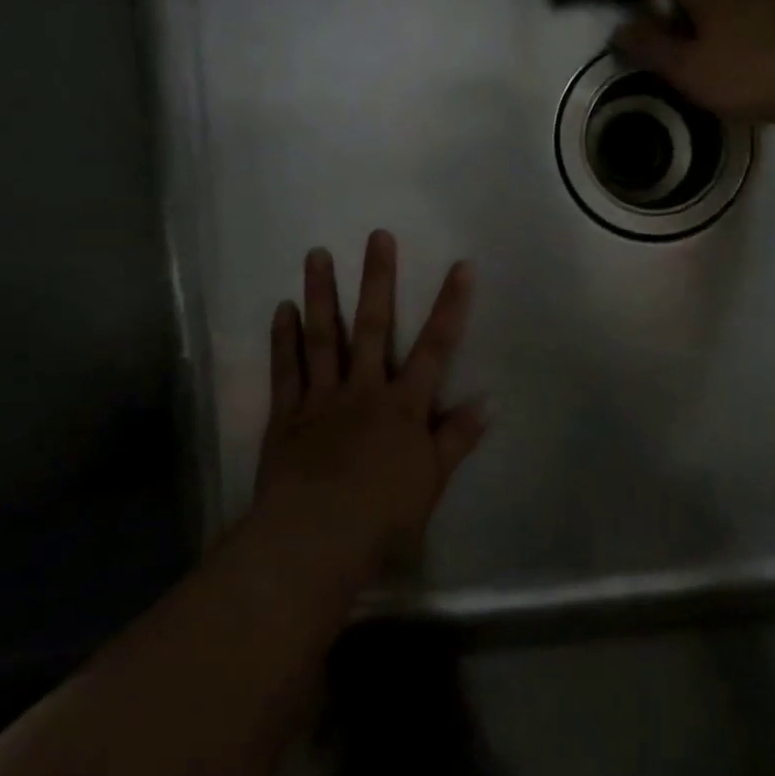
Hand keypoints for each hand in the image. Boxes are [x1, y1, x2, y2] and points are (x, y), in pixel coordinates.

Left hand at [254, 230, 485, 587]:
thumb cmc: (383, 516)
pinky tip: (282, 309)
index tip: (460, 265)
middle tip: (376, 235)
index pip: (435, 347)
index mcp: (404, 406)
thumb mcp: (433, 481)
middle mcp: (364, 390)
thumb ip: (458, 437)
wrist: (315, 540)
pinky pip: (285, 370)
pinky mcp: (287, 415)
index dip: (451, 304)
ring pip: (323, 337)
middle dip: (377, 279)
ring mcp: (322, 399)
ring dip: (321, 294)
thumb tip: (492, 400)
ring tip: (316, 253)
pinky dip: (283, 338)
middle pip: (373, 326)